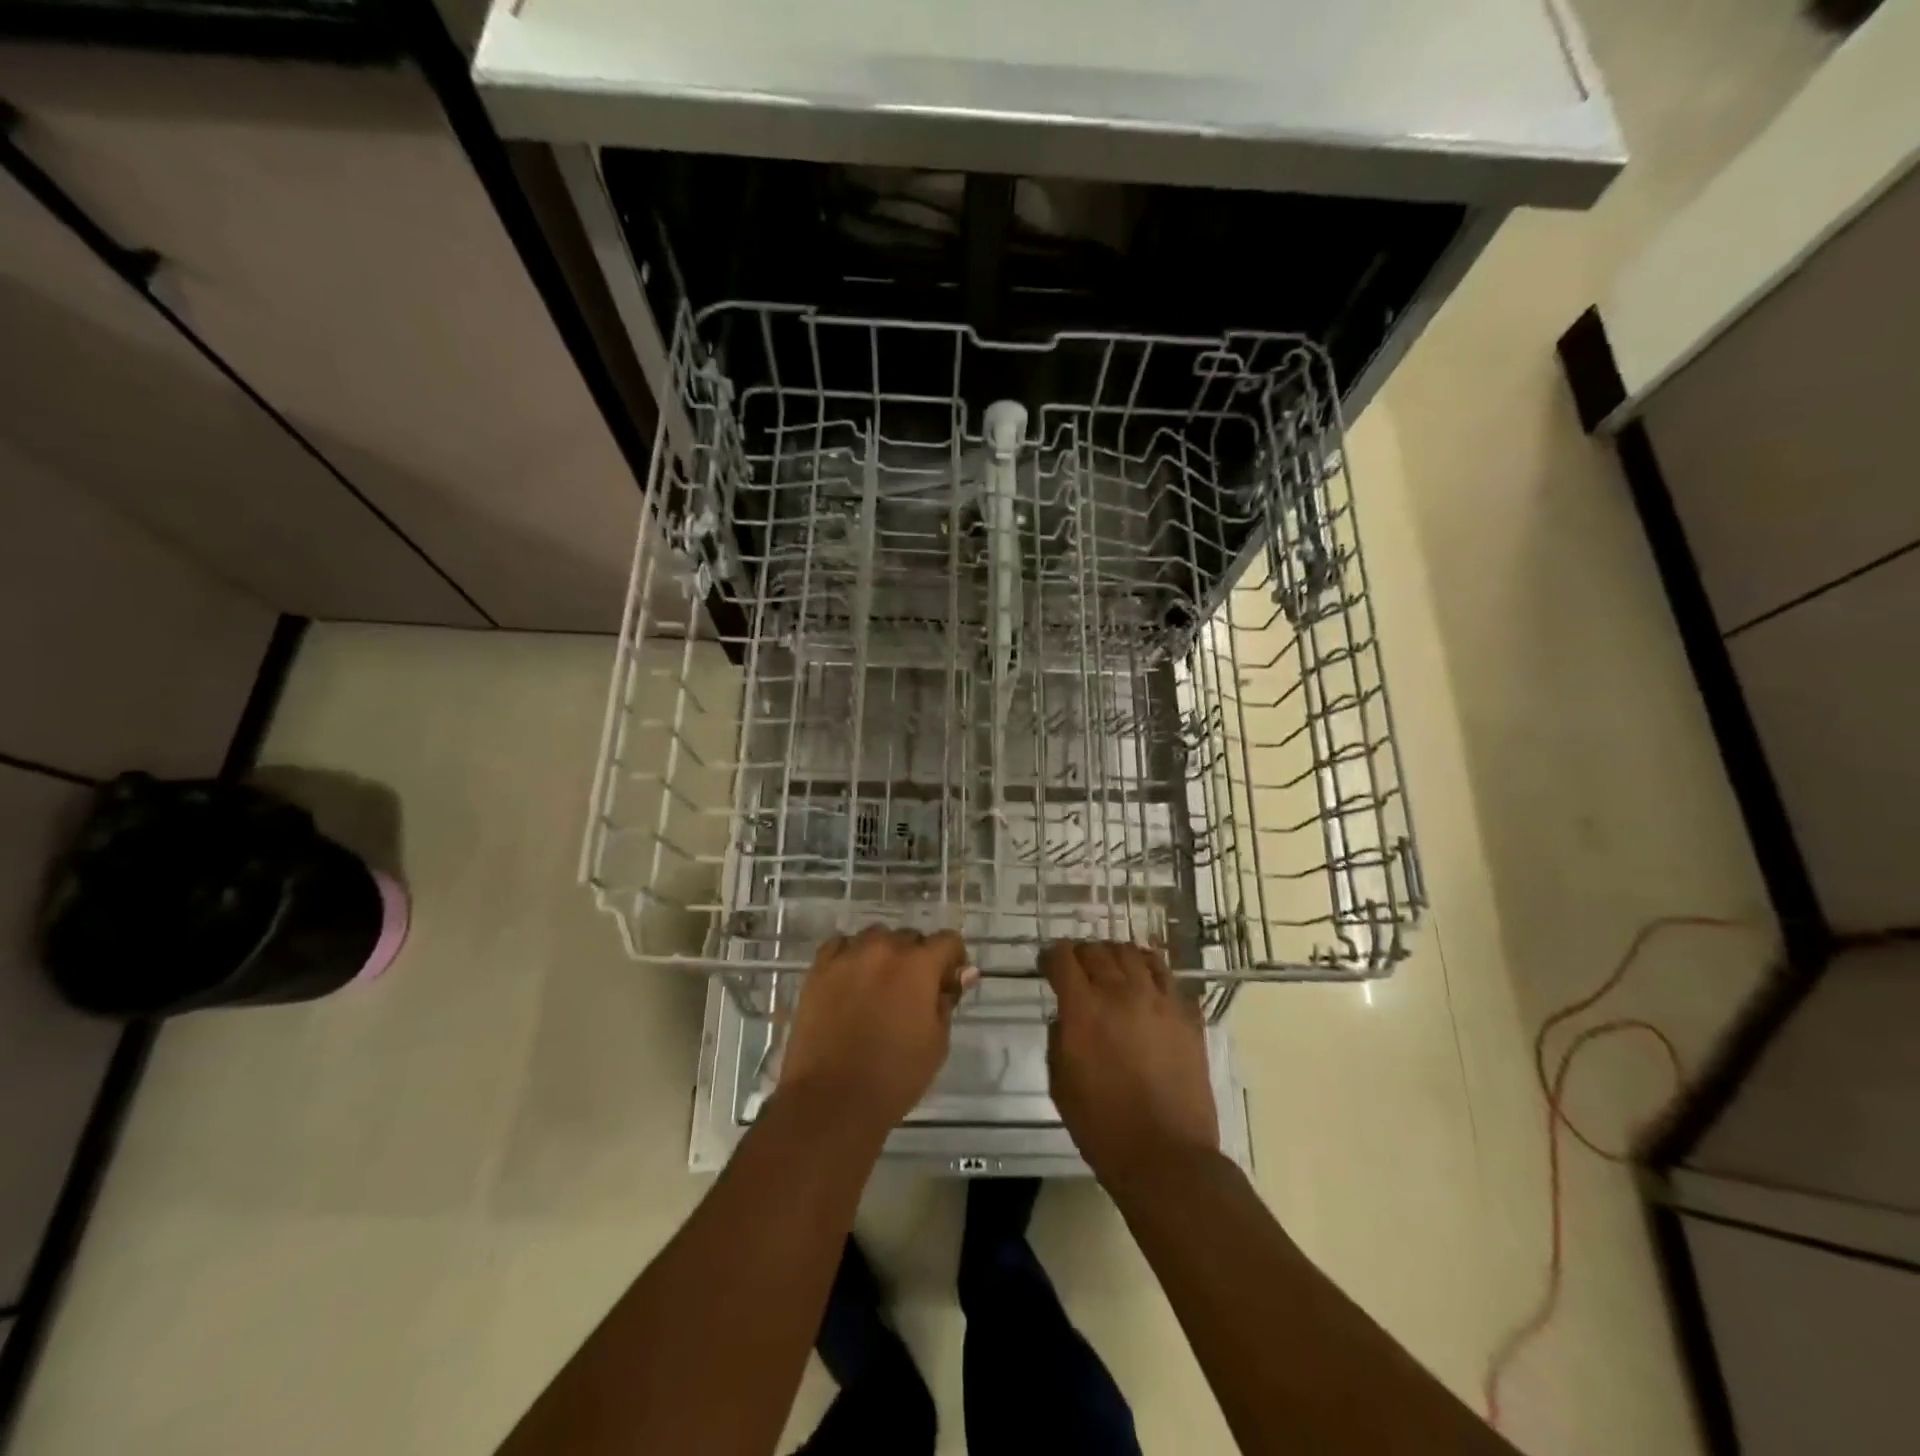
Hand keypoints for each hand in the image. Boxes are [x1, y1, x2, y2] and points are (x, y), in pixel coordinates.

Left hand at [779, 926, 973, 1140]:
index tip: (948, 982)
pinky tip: (851, 981)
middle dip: (917, 958)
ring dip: (884, 954)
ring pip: (874, 938)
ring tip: (879, 986)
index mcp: (918, 965)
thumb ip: (947, 1001)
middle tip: (912, 992)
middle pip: (909, 937)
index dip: (953, 959)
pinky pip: (840, 947)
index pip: (947, 940)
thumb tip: (962, 974)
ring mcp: (848, 956)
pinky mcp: (819, 969)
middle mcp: (884, 949)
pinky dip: (850, 956)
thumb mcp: (936, 1042)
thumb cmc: (894, 1076)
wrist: (832, 1099)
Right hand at [1044, 940, 1218, 1185]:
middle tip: (1077, 970)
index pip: (1063, 957)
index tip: (1047, 965)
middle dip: (1081, 954)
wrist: (1165, 1157)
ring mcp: (1159, 1001)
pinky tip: (1144, 982)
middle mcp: (1120, 993)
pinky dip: (1149, 970)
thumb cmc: (1102, 1126)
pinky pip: (1166, 975)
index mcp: (1083, 1009)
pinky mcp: (1186, 1016)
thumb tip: (1066, 1017)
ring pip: (1133, 953)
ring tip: (1111, 970)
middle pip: (1097, 950)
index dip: (1050, 957)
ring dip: (1115, 956)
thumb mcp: (1060, 1083)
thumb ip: (1058, 1038)